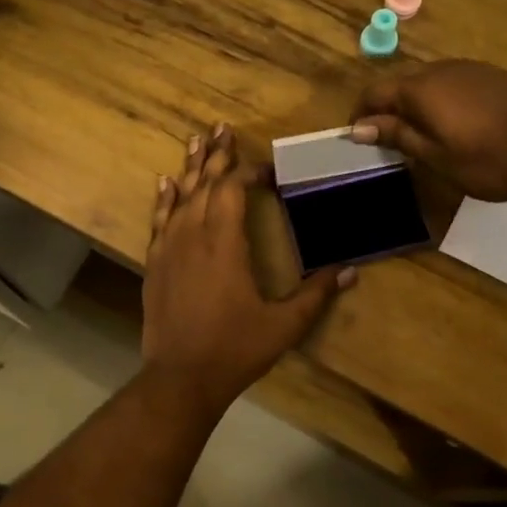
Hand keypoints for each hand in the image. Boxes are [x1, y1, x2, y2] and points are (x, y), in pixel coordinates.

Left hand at [142, 124, 353, 413]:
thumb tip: (352, 271)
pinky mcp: (154, 264)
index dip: (248, 172)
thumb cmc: (235, 349)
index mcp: (225, 243)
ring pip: (179, 197)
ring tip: (196, 141)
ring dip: (190, 168)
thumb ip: (316, 294)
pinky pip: (158, 220)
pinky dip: (164, 199)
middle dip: (215, 155)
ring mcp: (168, 248)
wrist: (181, 378)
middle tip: (222, 128)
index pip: (233, 190)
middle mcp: (193, 235)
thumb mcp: (284, 325)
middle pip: (204, 184)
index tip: (266, 168)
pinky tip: (165, 183)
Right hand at [351, 60, 506, 201]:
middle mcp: (441, 69)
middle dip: (386, 109)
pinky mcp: (492, 76)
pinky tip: (452, 127)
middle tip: (386, 143)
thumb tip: (360, 126)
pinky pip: (451, 83)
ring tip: (418, 137)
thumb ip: (398, 136)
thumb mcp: (437, 156)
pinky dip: (438, 101)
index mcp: (421, 88)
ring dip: (413, 105)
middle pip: (400, 83)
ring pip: (427, 82)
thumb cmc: (491, 160)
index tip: (357, 139)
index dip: (361, 114)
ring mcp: (470, 69)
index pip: (374, 92)